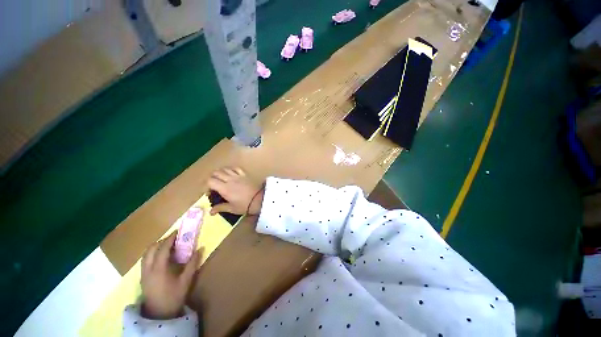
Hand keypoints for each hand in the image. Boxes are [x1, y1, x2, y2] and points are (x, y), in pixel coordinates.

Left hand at [141, 232, 200, 319]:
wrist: (159, 314)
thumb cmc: (173, 297)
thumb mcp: (186, 281)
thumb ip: (192, 264)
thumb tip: (200, 248)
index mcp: (159, 269)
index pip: (162, 248)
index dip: (170, 238)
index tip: (177, 232)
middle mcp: (148, 269)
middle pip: (151, 249)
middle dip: (161, 241)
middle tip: (173, 238)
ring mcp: (143, 273)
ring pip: (146, 254)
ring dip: (155, 246)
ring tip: (167, 245)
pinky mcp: (142, 277)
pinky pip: (145, 260)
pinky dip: (152, 253)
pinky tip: (160, 256)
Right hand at [207, 167, 263, 215]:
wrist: (260, 199)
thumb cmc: (245, 205)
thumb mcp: (232, 209)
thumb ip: (221, 208)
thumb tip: (210, 212)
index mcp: (224, 188)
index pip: (210, 181)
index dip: (207, 185)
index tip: (209, 192)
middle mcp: (230, 180)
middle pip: (216, 173)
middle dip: (212, 178)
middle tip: (214, 185)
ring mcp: (238, 176)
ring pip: (225, 169)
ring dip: (221, 172)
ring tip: (221, 179)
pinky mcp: (245, 174)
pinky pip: (236, 168)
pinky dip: (231, 169)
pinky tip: (231, 173)